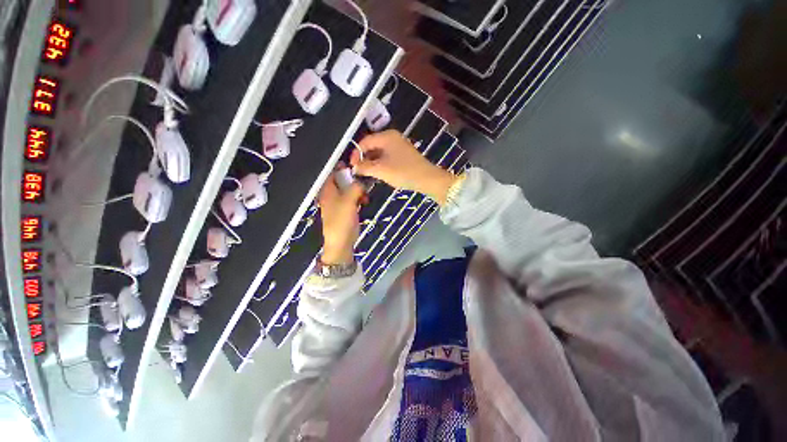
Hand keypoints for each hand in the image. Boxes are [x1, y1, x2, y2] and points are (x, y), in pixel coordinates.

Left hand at [318, 165, 365, 264]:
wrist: (342, 242)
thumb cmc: (342, 220)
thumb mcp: (348, 201)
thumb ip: (355, 187)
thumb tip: (361, 181)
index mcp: (327, 190)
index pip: (333, 172)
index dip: (343, 167)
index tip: (357, 165)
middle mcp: (332, 194)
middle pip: (343, 180)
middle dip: (354, 180)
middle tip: (363, 183)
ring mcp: (339, 202)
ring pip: (349, 189)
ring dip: (358, 190)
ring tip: (364, 196)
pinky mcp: (346, 209)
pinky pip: (353, 198)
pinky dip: (359, 198)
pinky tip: (364, 202)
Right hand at [351, 130, 455, 204]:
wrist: (427, 179)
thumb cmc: (403, 172)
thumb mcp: (381, 170)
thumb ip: (364, 167)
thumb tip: (354, 167)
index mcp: (386, 136)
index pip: (365, 142)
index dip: (356, 154)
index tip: (352, 167)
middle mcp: (392, 137)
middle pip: (372, 146)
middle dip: (364, 158)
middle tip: (359, 171)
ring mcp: (399, 145)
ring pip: (379, 152)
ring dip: (372, 162)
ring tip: (368, 174)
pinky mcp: (403, 154)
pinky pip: (387, 156)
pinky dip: (380, 164)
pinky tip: (379, 173)